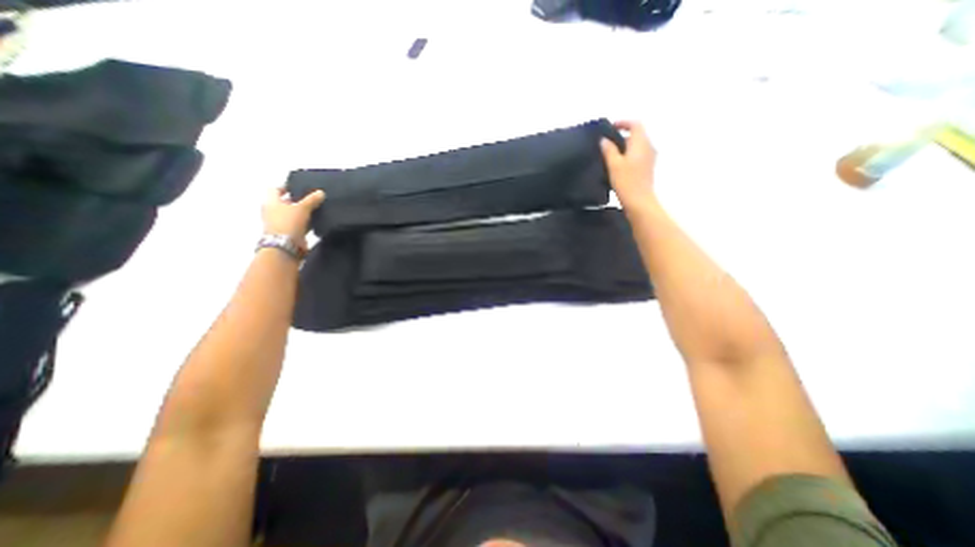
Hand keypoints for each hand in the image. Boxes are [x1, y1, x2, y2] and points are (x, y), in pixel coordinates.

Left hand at [262, 187, 324, 247]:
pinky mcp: (290, 233)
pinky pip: (300, 224)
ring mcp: (281, 223)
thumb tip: (321, 192)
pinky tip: (318, 220)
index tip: (301, 186)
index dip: (287, 186)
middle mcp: (274, 211)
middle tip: (313, 197)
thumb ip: (312, 199)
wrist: (286, 246)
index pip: (276, 189)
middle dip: (299, 199)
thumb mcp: (302, 208)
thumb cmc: (289, 222)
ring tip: (319, 208)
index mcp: (271, 202)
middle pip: (286, 202)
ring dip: (304, 212)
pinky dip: (308, 222)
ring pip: (294, 214)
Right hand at [599, 119, 657, 210]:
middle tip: (606, 143)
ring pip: (637, 146)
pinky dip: (627, 156)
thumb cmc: (626, 182)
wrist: (639, 202)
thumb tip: (604, 140)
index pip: (635, 124)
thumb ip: (609, 150)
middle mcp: (648, 148)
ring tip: (609, 155)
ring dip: (624, 147)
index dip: (623, 123)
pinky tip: (616, 166)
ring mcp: (649, 159)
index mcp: (641, 143)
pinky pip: (637, 156)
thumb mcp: (614, 165)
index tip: (610, 127)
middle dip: (622, 136)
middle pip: (636, 135)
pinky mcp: (647, 169)